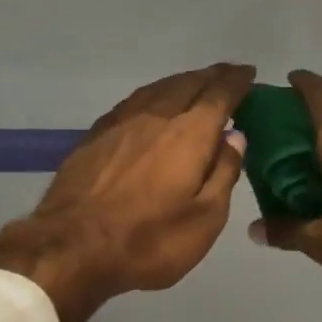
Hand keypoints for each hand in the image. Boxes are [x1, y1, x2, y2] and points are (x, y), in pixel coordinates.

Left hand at [0, 64, 254, 321]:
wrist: (72, 248)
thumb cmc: (149, 240)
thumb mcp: (205, 219)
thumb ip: (223, 173)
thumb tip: (235, 136)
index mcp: (189, 134)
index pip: (219, 95)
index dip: (237, 82)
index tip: (249, 73)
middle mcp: (156, 117)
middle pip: (188, 84)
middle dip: (211, 76)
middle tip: (227, 74)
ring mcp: (120, 123)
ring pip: (158, 89)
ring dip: (182, 81)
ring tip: (195, 83)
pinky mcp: (95, 136)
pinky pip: (133, 102)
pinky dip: (153, 95)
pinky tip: (153, 105)